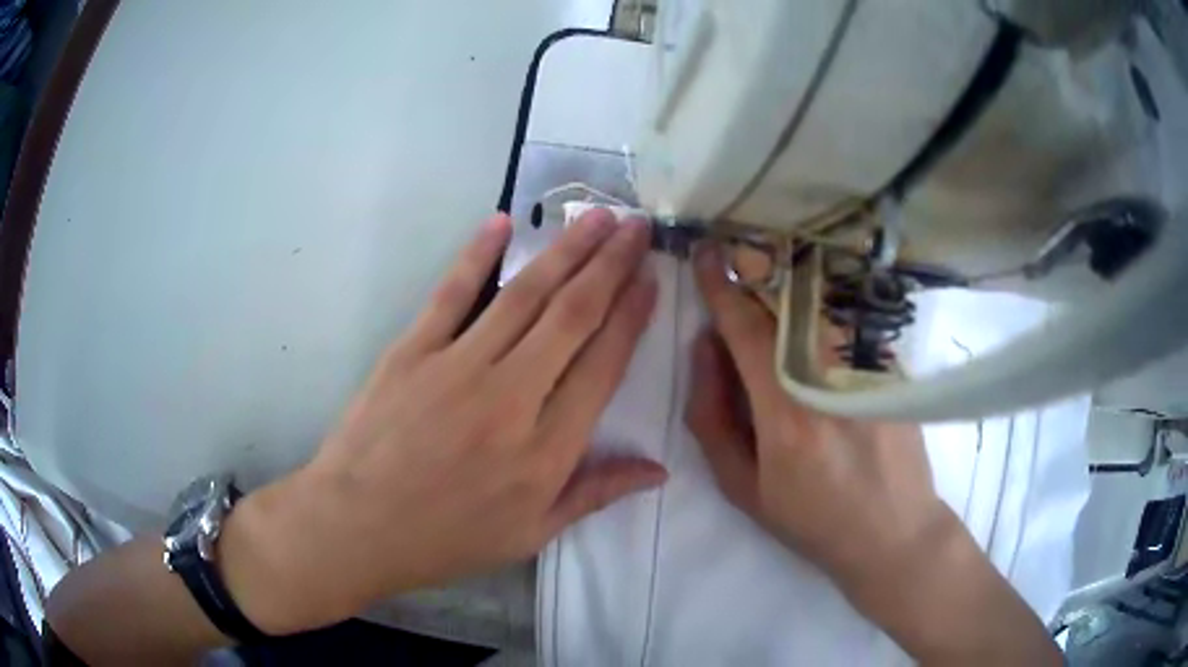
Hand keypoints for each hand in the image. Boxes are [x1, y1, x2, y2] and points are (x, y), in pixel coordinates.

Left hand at [220, 209, 665, 633]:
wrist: (356, 526)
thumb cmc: (446, 539)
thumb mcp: (530, 534)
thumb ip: (595, 494)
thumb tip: (658, 470)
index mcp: (546, 449)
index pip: (603, 365)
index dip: (632, 316)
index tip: (651, 278)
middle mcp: (511, 397)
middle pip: (573, 315)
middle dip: (612, 265)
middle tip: (636, 226)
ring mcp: (457, 366)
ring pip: (525, 295)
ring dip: (565, 250)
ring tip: (597, 217)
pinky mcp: (412, 350)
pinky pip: (451, 293)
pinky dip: (477, 254)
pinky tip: (503, 222)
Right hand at [685, 244, 945, 586]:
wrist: (893, 530)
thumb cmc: (812, 518)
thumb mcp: (743, 487)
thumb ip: (711, 417)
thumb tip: (705, 348)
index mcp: (784, 411)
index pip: (745, 327)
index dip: (721, 285)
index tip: (705, 255)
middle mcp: (828, 375)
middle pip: (782, 303)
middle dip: (752, 276)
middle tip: (735, 265)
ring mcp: (867, 365)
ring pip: (816, 305)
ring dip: (787, 289)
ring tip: (774, 293)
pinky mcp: (890, 364)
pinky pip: (845, 321)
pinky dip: (820, 309)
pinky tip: (817, 322)